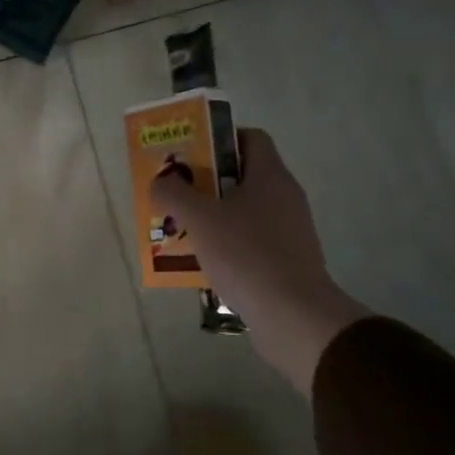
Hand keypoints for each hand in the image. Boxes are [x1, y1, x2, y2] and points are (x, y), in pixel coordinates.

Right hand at [151, 128, 368, 394]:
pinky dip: (226, 245)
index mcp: (270, 176)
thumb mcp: (200, 219)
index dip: (218, 139)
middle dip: (205, 182)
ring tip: (180, 229)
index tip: (189, 154)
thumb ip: (174, 194)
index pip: (249, 138)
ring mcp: (289, 231)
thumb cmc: (246, 255)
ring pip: (243, 211)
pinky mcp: (286, 261)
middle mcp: (284, 197)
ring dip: (212, 217)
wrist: (293, 316)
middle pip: (241, 175)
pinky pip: (250, 241)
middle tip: (175, 193)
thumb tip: (161, 181)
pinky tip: (202, 261)